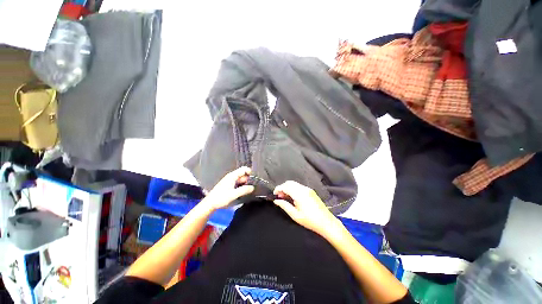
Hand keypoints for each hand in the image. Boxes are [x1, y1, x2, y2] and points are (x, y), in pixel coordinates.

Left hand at [201, 167, 254, 210]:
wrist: (209, 204)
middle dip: (248, 180)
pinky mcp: (228, 185)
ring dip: (244, 184)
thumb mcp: (233, 195)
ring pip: (240, 179)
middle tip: (250, 188)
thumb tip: (252, 187)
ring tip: (247, 191)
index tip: (254, 180)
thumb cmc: (221, 198)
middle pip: (243, 175)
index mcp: (232, 176)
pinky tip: (242, 193)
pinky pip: (238, 183)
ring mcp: (230, 181)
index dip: (250, 172)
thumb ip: (243, 190)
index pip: (244, 169)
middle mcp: (231, 177)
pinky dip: (241, 186)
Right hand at [273, 181, 342, 237]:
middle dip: (283, 187)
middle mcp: (304, 189)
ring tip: (285, 198)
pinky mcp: (311, 191)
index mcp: (299, 194)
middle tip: (279, 197)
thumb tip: (276, 201)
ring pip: (294, 184)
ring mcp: (308, 189)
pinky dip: (293, 189)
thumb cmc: (310, 220)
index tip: (274, 195)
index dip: (278, 188)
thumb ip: (284, 206)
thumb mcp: (295, 215)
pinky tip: (293, 197)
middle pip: (289, 183)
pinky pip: (299, 186)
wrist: (326, 222)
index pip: (286, 186)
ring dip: (288, 188)